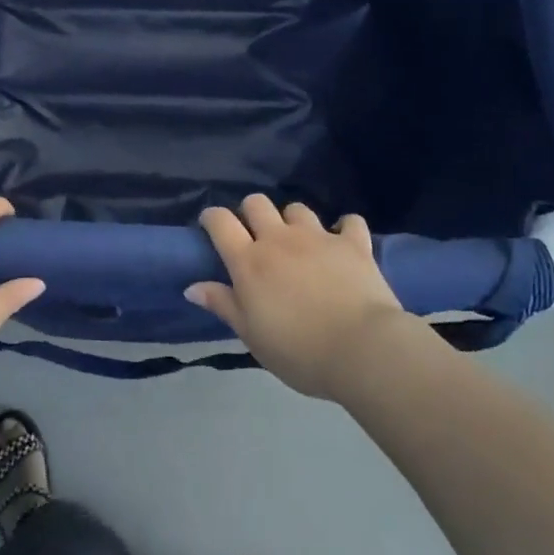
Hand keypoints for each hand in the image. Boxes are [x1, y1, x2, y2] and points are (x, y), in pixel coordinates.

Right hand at [187, 195, 409, 399]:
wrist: (361, 349)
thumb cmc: (299, 351)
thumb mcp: (252, 336)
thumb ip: (224, 305)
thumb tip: (192, 286)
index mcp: (249, 262)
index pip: (220, 222)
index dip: (211, 217)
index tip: (210, 226)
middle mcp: (279, 239)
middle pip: (256, 203)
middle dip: (251, 212)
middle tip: (256, 237)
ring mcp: (318, 236)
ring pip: (297, 209)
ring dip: (293, 221)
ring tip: (299, 243)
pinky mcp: (352, 242)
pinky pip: (348, 221)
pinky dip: (344, 229)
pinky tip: (343, 243)